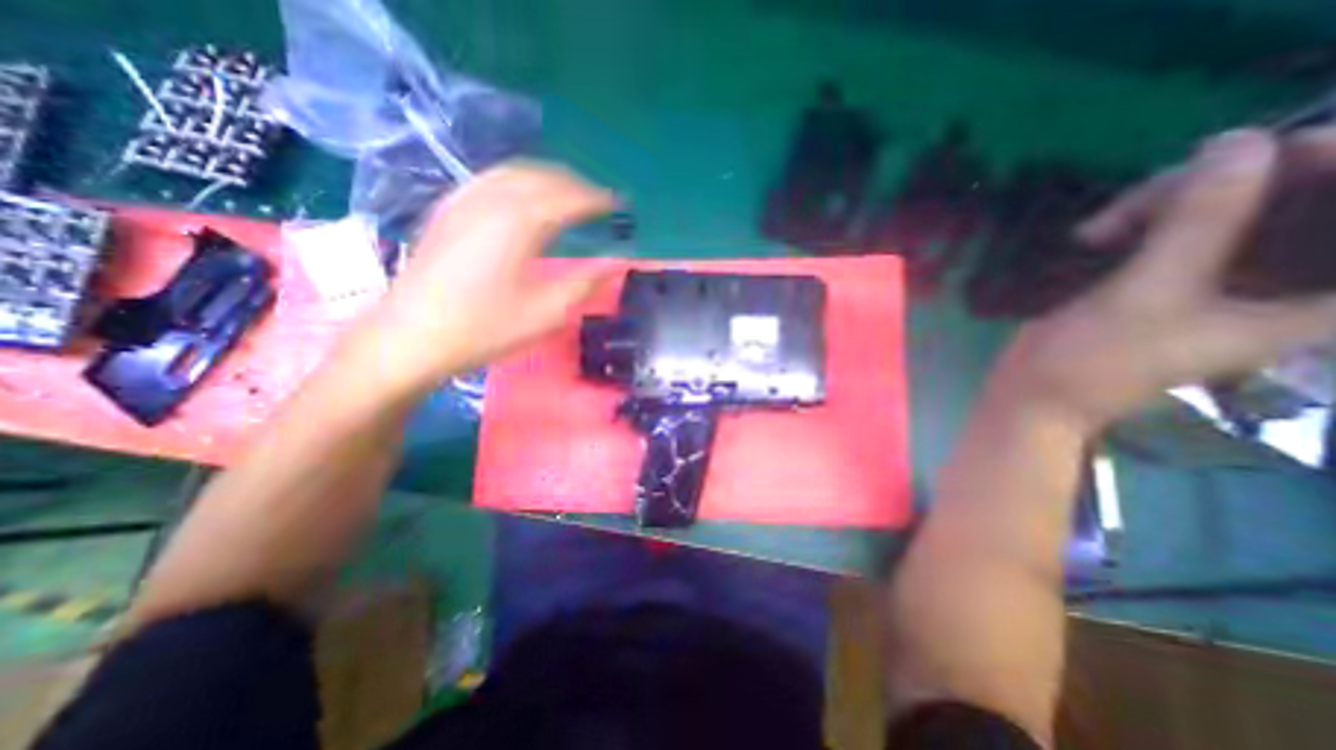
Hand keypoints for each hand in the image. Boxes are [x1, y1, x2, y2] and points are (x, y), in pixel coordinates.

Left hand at [342, 160, 615, 392]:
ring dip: (549, 177)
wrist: (411, 337)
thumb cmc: (485, 329)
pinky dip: (519, 179)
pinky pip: (491, 178)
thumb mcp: (546, 313)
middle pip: (544, 176)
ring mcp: (465, 200)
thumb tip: (617, 263)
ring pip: (516, 171)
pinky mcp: (448, 209)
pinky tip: (524, 195)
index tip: (620, 205)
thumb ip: (586, 283)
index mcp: (521, 223)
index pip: (570, 198)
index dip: (599, 199)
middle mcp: (493, 199)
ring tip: (569, 195)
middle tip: (600, 202)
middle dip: (577, 185)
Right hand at [997, 129, 1335, 426]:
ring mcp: (1222, 273)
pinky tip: (1095, 233)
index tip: (1273, 152)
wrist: (1034, 389)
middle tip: (1145, 199)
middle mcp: (1285, 278)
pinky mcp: (1169, 271)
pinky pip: (1176, 220)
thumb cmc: (1094, 359)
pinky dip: (1138, 217)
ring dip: (1163, 201)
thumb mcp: (1145, 294)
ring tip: (1098, 228)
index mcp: (1321, 299)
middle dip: (1225, 184)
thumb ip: (1198, 223)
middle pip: (1302, 194)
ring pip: (1229, 201)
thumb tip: (1237, 139)